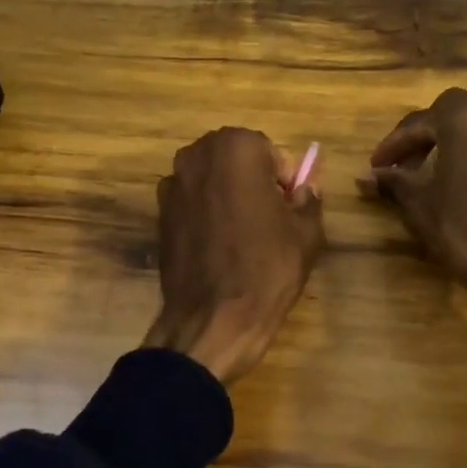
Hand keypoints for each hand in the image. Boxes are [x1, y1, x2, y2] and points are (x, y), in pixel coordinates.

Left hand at [143, 127, 324, 383]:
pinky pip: (192, 203)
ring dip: (228, 196)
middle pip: (235, 159)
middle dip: (252, 180)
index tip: (287, 208)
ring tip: (243, 235)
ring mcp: (172, 185)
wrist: (213, 319)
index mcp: (236, 148)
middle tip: (269, 219)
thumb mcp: (306, 233)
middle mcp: (196, 155)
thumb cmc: (267, 268)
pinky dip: (206, 215)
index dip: (282, 179)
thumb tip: (304, 189)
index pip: (269, 151)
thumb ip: (308, 199)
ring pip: (211, 180)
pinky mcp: (159, 215)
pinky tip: (219, 247)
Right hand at [363, 86, 466, 330]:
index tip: (377, 167)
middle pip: (454, 110)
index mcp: (465, 119)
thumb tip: (368, 176)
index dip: (393, 145)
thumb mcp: (421, 207)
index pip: (419, 121)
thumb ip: (394, 183)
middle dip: (427, 132)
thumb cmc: (466, 233)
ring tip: (441, 163)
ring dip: (459, 134)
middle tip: (408, 163)